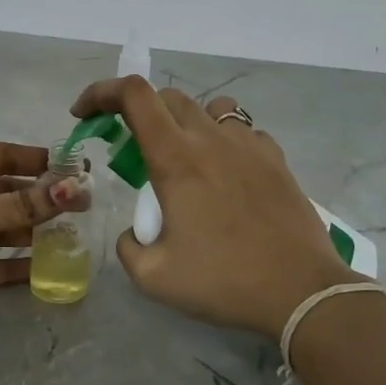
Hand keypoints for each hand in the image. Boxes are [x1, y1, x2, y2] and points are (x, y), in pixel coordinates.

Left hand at [0, 142, 79, 333]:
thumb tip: (74, 190)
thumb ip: (19, 206)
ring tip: (68, 237)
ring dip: (28, 232)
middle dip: (37, 199)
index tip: (74, 168)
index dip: (35, 160)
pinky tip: (40, 270)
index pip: (0, 155)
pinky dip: (9, 266)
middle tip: (80, 207)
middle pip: (1, 192)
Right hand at [69, 77, 350, 338]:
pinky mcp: (277, 160)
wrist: (301, 292)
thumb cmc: (224, 281)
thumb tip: (134, 233)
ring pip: (210, 108)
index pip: (134, 96)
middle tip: (128, 146)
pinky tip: (225, 175)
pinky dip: (223, 140)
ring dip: (185, 121)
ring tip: (182, 156)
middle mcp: (212, 139)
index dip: (101, 92)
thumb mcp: (154, 277)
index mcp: (176, 159)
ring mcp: (250, 145)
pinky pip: (243, 131)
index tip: (84, 114)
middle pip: (168, 97)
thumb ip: (128, 248)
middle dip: (137, 111)